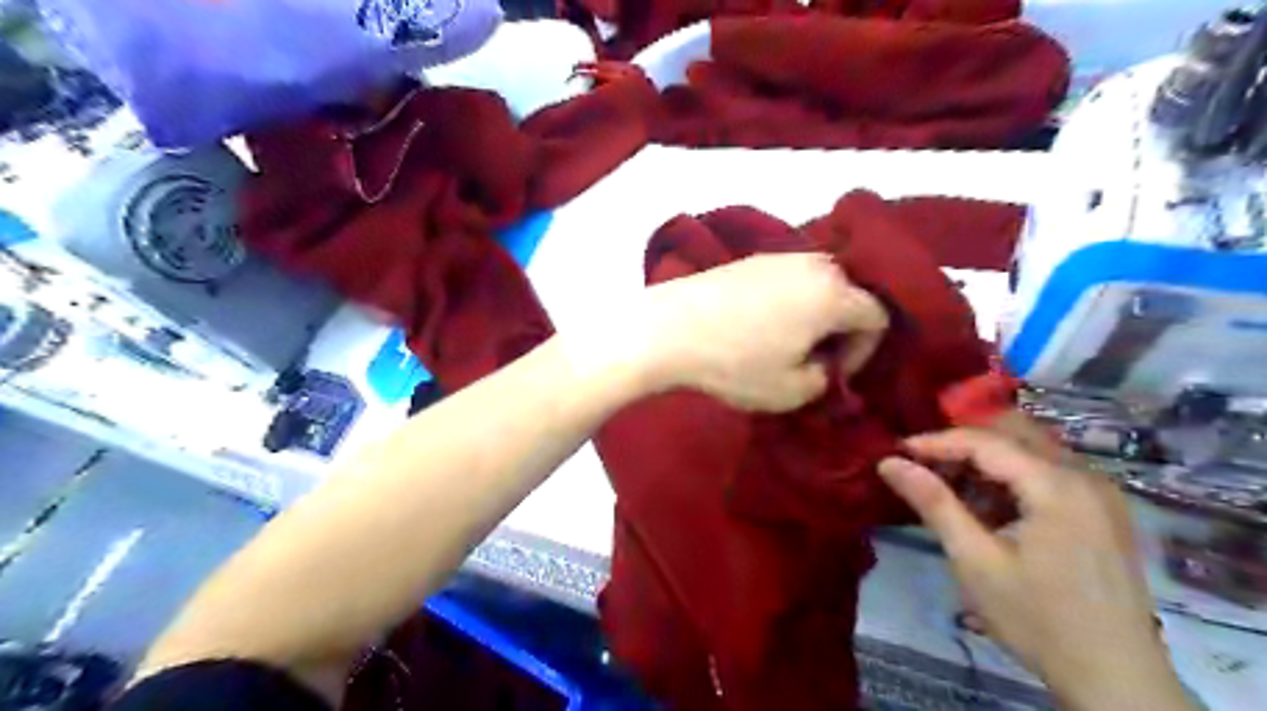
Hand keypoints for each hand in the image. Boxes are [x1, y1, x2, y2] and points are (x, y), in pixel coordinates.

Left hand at [639, 252, 882, 409]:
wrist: (668, 329)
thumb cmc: (735, 363)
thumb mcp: (791, 391)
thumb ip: (824, 380)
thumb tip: (822, 366)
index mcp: (835, 293)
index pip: (877, 317)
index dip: (863, 352)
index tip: (831, 374)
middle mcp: (814, 264)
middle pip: (850, 295)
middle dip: (839, 331)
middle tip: (812, 359)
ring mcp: (780, 256)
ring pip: (818, 284)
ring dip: (813, 314)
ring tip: (785, 342)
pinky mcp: (750, 259)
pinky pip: (788, 279)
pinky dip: (788, 301)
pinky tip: (759, 324)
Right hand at [878, 429, 1193, 709]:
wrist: (1117, 682)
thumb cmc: (1039, 620)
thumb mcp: (975, 561)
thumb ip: (933, 503)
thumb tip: (889, 462)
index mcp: (1058, 485)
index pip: (985, 441)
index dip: (935, 441)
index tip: (896, 452)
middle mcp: (1085, 476)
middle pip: (1013, 433)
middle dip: (962, 443)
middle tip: (922, 464)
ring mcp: (1099, 493)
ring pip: (1030, 450)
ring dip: (985, 460)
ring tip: (948, 487)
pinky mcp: (1101, 512)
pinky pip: (1047, 473)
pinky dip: (1010, 478)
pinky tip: (987, 508)